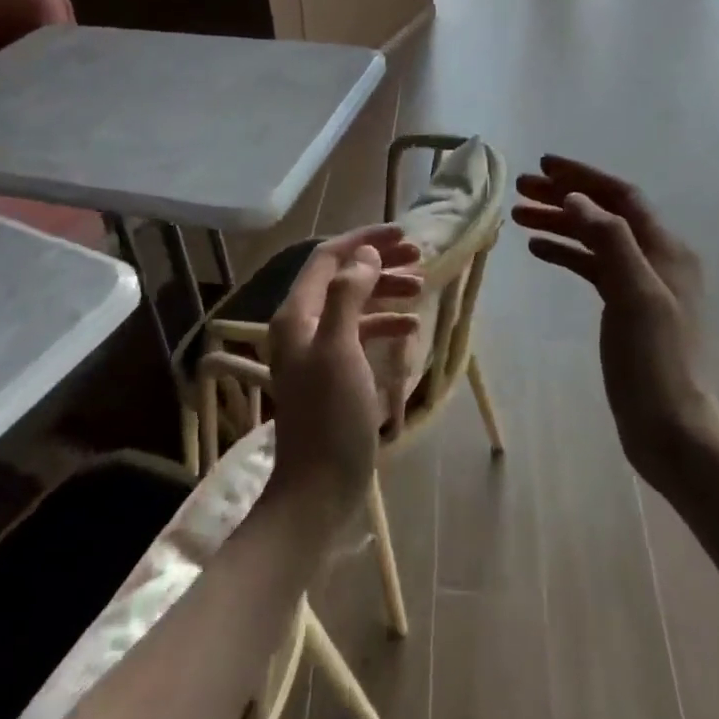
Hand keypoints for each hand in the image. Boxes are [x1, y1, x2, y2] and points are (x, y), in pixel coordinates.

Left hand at [266, 227, 422, 521]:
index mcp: (297, 314)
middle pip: (342, 276)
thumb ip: (349, 295)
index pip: (328, 258)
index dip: (364, 239)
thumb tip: (365, 253)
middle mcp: (303, 324)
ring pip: (353, 303)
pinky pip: (360, 332)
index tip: (403, 233)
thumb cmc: (330, 415)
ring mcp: (318, 349)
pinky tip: (410, 327)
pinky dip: (384, 323)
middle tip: (420, 258)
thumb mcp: (340, 348)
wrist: (320, 485)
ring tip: (421, 287)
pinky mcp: (334, 371)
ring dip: (385, 290)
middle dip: (379, 262)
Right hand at [512, 157, 718, 481]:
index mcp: (666, 249)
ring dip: (560, 223)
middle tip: (520, 189)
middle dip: (564, 196)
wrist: (671, 426)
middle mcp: (656, 258)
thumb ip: (609, 240)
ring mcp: (641, 284)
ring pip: (595, 239)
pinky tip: (539, 250)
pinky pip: (593, 267)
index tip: (542, 165)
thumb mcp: (635, 294)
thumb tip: (575, 198)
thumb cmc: (654, 360)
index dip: (582, 177)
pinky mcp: (626, 308)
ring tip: (518, 216)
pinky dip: (567, 253)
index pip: (621, 196)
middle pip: (605, 213)